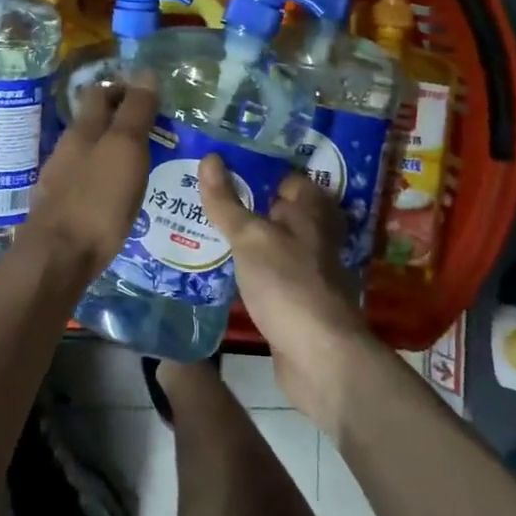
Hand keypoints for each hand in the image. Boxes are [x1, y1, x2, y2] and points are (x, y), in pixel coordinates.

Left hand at [22, 76, 158, 287]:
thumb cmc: (97, 199)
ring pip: (90, 152)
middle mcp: (68, 148)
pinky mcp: (63, 208)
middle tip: (153, 129)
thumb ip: (135, 112)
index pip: (100, 93)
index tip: (151, 97)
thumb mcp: (124, 150)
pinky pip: (88, 181)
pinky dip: (106, 178)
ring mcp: (61, 179)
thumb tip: (145, 71)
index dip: (123, 88)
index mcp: (83, 129)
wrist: (58, 257)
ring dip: (113, 150)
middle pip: (93, 122)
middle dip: (119, 119)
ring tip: (143, 162)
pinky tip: (121, 194)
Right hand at [197, 157, 371, 423]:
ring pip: (267, 239)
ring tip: (196, 221)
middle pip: (273, 206)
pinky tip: (214, 262)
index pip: (281, 174)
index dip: (251, 166)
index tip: (215, 162)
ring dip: (239, 234)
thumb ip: (227, 201)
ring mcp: (305, 266)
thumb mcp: (250, 237)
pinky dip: (244, 264)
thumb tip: (209, 157)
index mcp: (311, 208)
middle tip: (196, 190)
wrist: (319, 358)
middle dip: (240, 200)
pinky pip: (264, 269)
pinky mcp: (293, 296)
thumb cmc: (287, 284)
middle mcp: (312, 232)